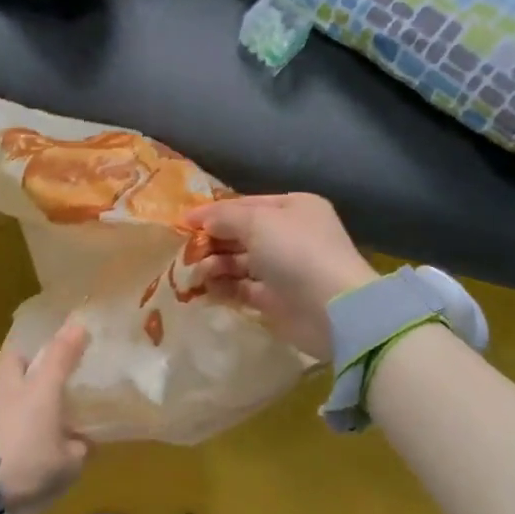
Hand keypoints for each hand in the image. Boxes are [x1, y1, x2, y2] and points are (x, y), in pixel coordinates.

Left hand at [0, 319, 91, 513]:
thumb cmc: (29, 470)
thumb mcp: (68, 466)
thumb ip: (77, 448)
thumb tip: (80, 442)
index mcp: (40, 391)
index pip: (58, 354)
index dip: (71, 339)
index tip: (80, 326)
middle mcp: (11, 390)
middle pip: (13, 356)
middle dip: (25, 352)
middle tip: (36, 361)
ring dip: (10, 384)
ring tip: (21, 402)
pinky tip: (6, 433)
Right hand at [185, 194, 377, 360]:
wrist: (331, 309)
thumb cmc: (295, 252)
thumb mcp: (257, 222)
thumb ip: (224, 217)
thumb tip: (199, 219)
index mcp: (293, 208)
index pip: (246, 205)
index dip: (214, 212)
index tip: (183, 222)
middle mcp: (289, 235)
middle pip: (241, 234)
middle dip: (213, 241)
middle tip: (185, 252)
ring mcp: (284, 269)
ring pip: (240, 263)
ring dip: (215, 265)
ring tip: (195, 273)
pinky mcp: (276, 300)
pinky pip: (242, 289)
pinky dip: (223, 288)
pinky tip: (204, 289)